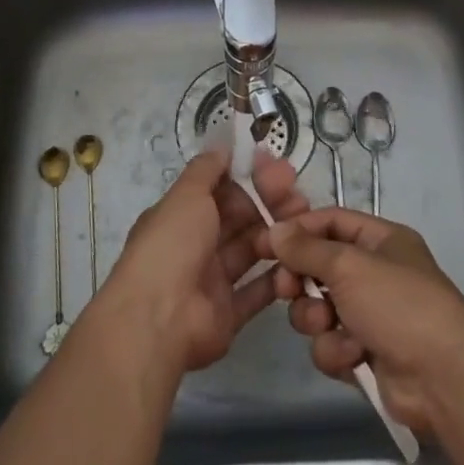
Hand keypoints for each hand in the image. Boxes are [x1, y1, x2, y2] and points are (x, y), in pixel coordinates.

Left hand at [93, 146, 309, 372]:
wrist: (158, 319)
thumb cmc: (171, 246)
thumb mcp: (186, 195)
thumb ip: (206, 170)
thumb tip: (222, 145)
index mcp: (181, 216)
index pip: (220, 191)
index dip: (248, 178)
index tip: (276, 168)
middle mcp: (196, 246)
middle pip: (238, 219)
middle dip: (268, 204)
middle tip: (297, 194)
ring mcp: (212, 281)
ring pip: (250, 250)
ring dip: (276, 235)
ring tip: (305, 223)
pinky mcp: (228, 313)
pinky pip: (257, 292)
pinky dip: (277, 277)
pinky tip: (300, 260)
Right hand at [259, 209, 463, 435]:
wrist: (444, 379)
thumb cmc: (399, 305)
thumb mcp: (349, 265)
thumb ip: (307, 249)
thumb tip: (275, 230)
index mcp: (382, 240)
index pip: (331, 222)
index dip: (300, 231)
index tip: (267, 243)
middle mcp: (376, 273)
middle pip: (319, 267)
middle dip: (301, 281)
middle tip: (288, 290)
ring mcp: (372, 315)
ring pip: (320, 309)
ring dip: (318, 320)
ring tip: (330, 326)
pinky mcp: (366, 354)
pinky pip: (331, 343)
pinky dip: (337, 350)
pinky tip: (354, 356)